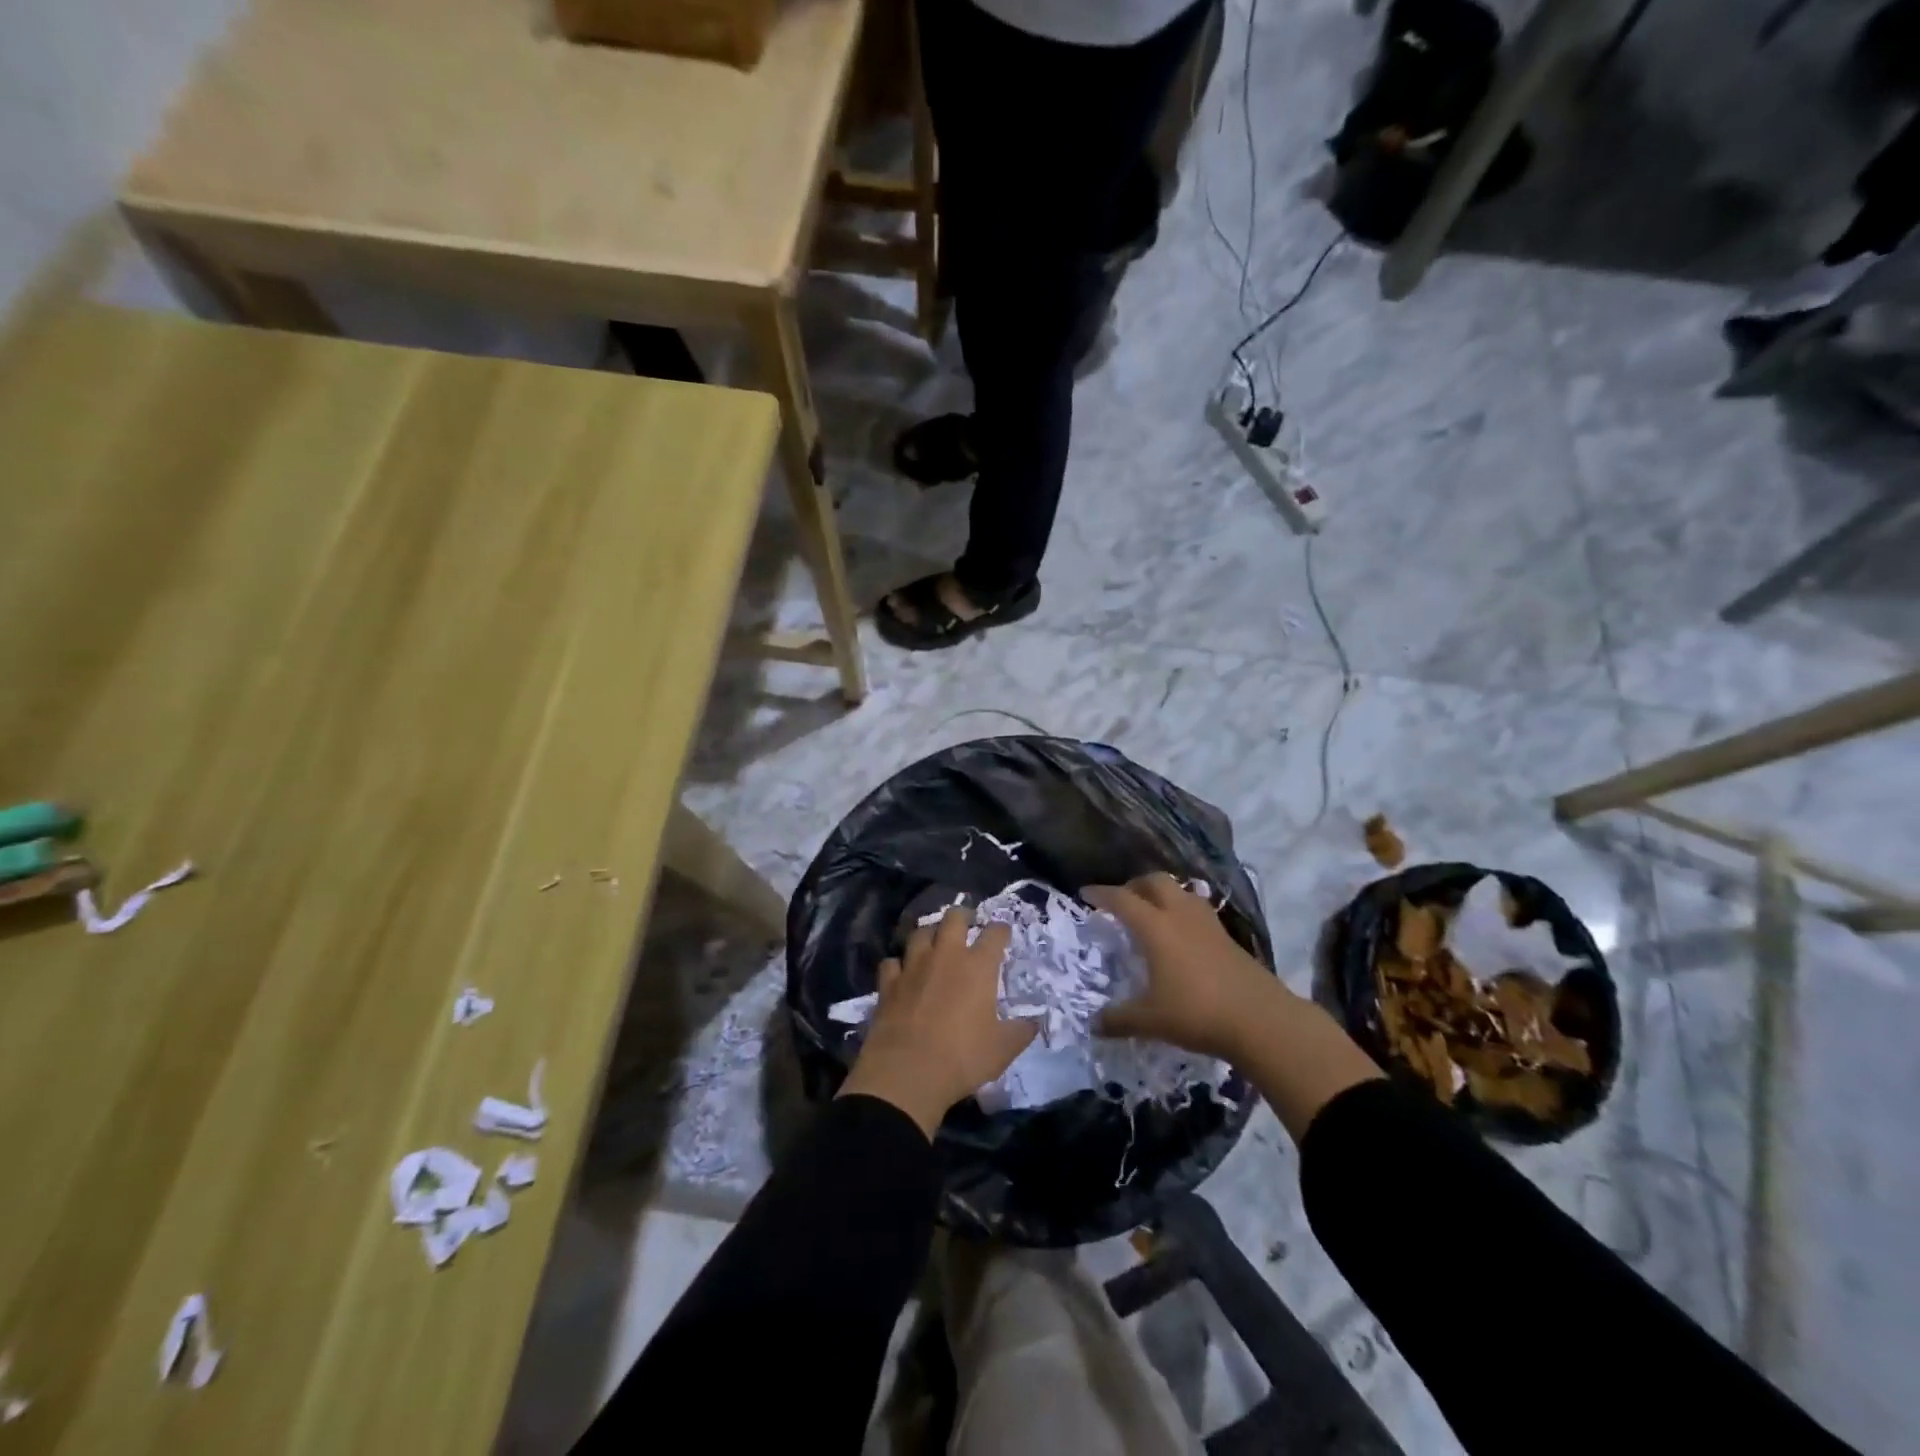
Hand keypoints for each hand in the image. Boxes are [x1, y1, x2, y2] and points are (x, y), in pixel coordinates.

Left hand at [837, 910, 1035, 1137]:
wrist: (907, 1073)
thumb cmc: (962, 1058)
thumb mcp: (1002, 1050)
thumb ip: (1021, 1031)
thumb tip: (1035, 1022)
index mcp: (978, 967)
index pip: (994, 934)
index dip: (1001, 930)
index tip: (1003, 933)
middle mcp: (945, 956)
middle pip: (953, 918)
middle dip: (963, 916)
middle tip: (967, 924)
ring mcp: (913, 966)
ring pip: (920, 933)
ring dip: (930, 934)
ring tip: (935, 942)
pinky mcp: (888, 983)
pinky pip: (892, 962)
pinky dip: (899, 964)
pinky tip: (902, 973)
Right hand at [1086, 873, 1287, 1060]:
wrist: (1261, 1020)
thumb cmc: (1198, 1013)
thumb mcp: (1151, 1020)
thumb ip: (1119, 1019)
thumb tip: (1093, 1024)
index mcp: (1156, 928)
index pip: (1122, 899)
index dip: (1101, 894)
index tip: (1085, 894)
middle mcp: (1180, 916)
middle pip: (1155, 882)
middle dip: (1134, 885)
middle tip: (1121, 901)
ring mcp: (1207, 923)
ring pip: (1180, 891)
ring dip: (1161, 894)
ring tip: (1150, 912)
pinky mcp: (1226, 936)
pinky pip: (1196, 909)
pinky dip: (1180, 910)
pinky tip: (1180, 934)